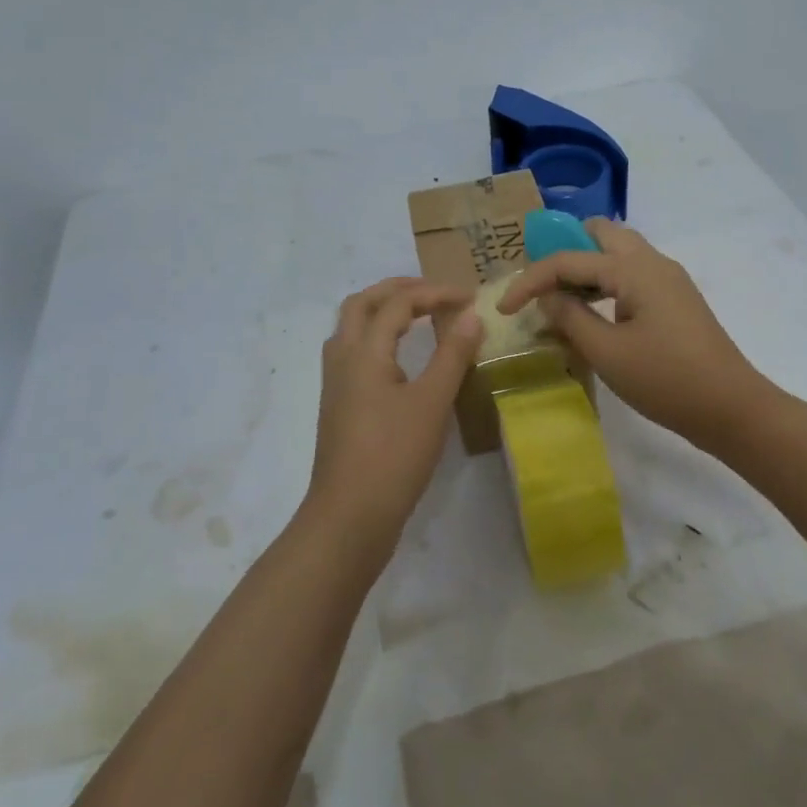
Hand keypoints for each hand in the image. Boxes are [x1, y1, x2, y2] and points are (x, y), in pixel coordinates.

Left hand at [307, 277, 481, 555]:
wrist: (349, 517)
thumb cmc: (394, 456)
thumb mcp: (432, 403)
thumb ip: (452, 355)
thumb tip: (471, 315)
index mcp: (364, 351)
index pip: (398, 302)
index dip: (435, 293)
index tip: (469, 298)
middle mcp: (342, 358)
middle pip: (362, 303)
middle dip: (399, 289)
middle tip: (434, 293)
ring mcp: (335, 382)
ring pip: (351, 326)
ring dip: (382, 310)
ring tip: (416, 315)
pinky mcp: (338, 404)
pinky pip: (353, 350)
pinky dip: (376, 336)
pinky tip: (399, 356)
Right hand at [497, 219, 772, 450]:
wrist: (731, 408)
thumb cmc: (666, 380)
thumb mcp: (607, 352)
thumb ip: (571, 317)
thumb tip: (548, 296)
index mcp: (634, 269)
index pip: (569, 259)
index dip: (530, 280)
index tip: (503, 308)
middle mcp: (653, 262)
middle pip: (600, 234)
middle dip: (563, 250)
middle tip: (539, 283)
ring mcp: (668, 279)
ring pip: (618, 252)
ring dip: (586, 266)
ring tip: (560, 297)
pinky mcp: (675, 299)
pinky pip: (632, 274)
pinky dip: (605, 282)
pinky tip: (592, 312)